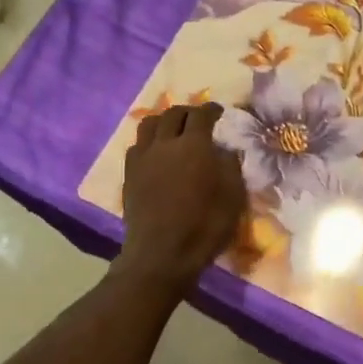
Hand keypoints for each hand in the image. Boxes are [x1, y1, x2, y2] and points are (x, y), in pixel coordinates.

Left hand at [116, 103, 245, 289]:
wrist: (161, 254)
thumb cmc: (204, 226)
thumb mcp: (233, 196)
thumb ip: (230, 166)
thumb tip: (225, 150)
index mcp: (194, 145)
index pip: (201, 114)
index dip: (211, 109)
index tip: (218, 112)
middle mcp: (165, 143)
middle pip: (173, 114)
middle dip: (187, 112)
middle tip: (197, 119)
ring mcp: (143, 158)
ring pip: (149, 124)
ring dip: (163, 121)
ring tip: (172, 130)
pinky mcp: (129, 175)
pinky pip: (137, 146)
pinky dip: (149, 142)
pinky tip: (156, 154)